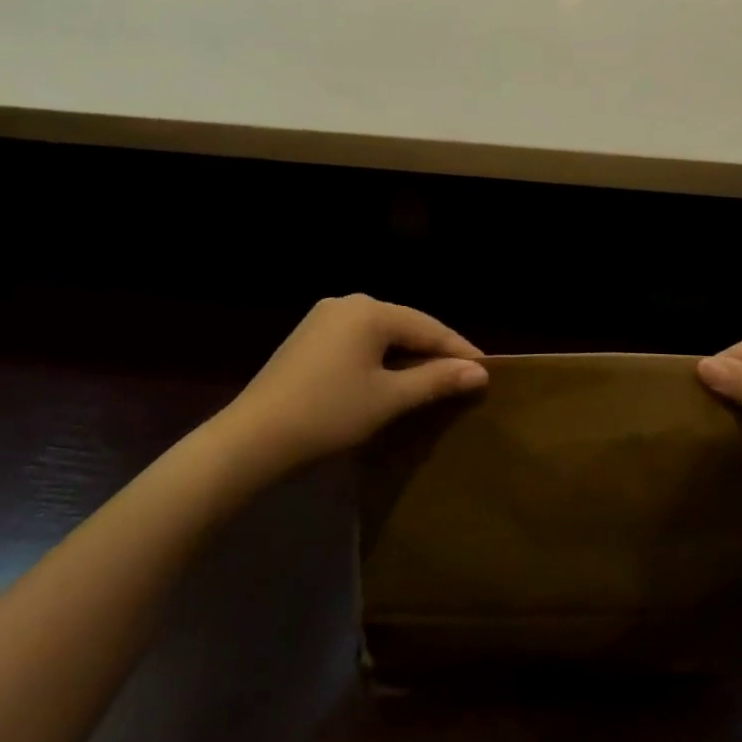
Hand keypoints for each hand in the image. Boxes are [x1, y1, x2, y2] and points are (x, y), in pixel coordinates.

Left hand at [224, 296, 486, 471]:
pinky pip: (358, 340)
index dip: (459, 350)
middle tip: (463, 377)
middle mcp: (348, 302)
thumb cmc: (328, 414)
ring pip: (381, 333)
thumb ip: (436, 379)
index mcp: (370, 310)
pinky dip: (380, 357)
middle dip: (433, 351)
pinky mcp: (308, 337)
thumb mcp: (389, 399)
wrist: (252, 438)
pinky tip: (390, 378)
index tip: (488, 371)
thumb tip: (479, 371)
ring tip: (433, 379)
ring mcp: (324, 317)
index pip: (429, 327)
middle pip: (405, 325)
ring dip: (407, 355)